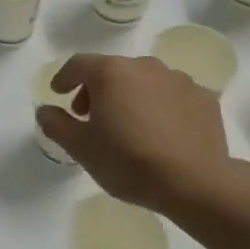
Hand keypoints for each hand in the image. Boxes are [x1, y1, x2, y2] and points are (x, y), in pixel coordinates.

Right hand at [36, 54, 231, 214]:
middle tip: (90, 117)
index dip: (64, 78)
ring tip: (128, 126)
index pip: (78, 64)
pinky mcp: (204, 99)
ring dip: (130, 96)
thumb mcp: (80, 147)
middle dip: (96, 90)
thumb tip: (45, 110)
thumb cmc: (128, 161)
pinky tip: (160, 132)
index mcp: (111, 72)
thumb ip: (56, 124)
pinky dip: (160, 106)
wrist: (195, 183)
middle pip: (112, 70)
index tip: (58, 94)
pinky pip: (172, 96)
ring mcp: (179, 80)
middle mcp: (145, 66)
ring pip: (144, 81)